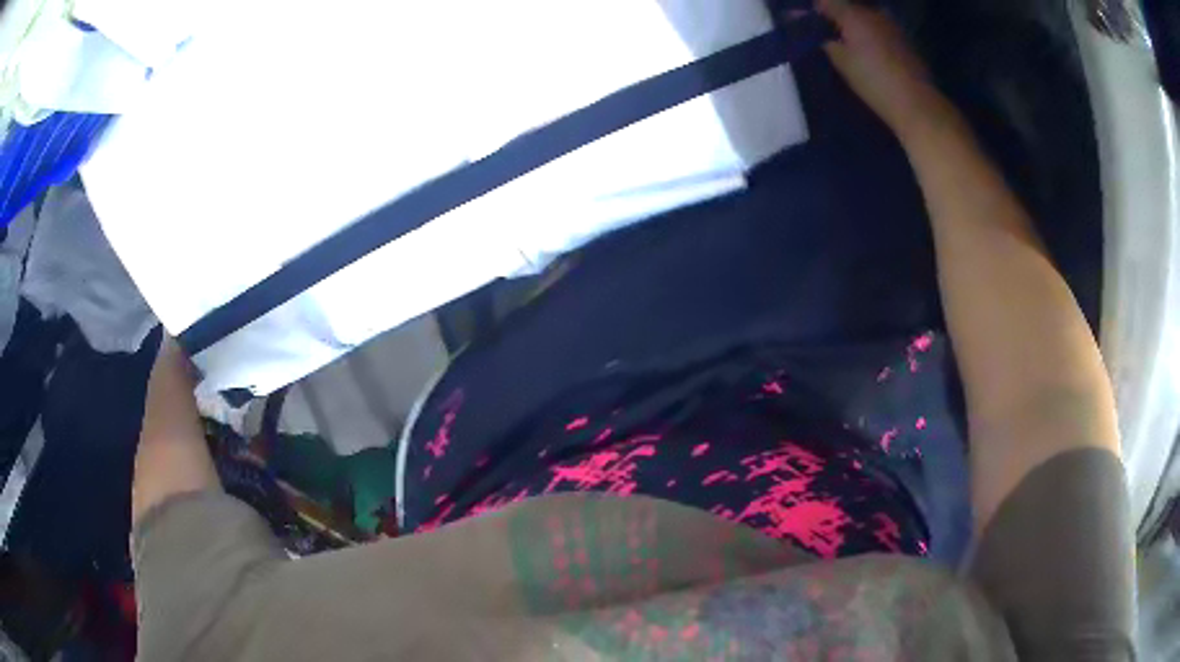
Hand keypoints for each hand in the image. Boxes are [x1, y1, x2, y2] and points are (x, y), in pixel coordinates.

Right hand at [818, 0, 948, 137]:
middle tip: (828, 35)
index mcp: (854, 15)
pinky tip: (870, 52)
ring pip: (866, 18)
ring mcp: (892, 26)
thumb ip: (826, 41)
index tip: (806, 23)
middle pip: (848, 7)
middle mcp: (873, 14)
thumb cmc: (874, 81)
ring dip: (855, 27)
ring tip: (849, 45)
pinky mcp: (905, 41)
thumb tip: (819, 34)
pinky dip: (871, 36)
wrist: (916, 103)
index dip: (815, 11)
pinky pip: (881, 30)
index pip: (826, 2)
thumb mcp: (842, 62)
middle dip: (836, 17)